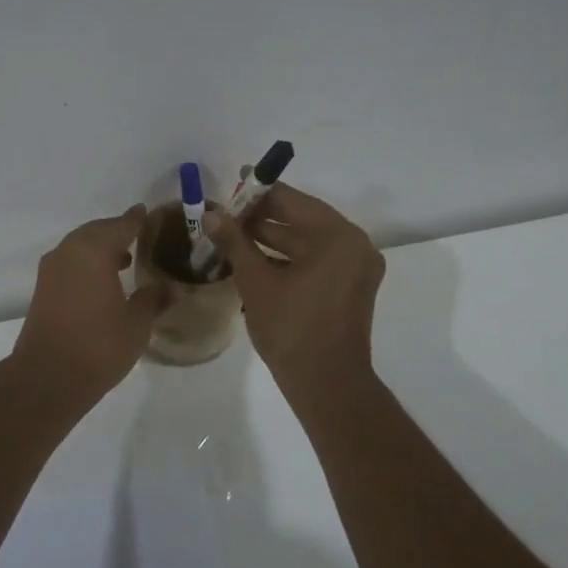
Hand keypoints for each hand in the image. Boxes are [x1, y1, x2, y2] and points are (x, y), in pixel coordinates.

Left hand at [11, 204, 166, 401]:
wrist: (48, 377)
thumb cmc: (99, 345)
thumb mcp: (136, 323)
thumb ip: (154, 299)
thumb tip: (174, 287)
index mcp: (93, 250)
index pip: (120, 225)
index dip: (136, 220)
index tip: (147, 212)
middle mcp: (68, 252)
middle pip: (96, 231)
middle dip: (117, 232)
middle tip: (139, 236)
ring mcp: (51, 270)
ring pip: (80, 246)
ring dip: (100, 248)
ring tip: (125, 260)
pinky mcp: (43, 289)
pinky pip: (69, 262)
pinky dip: (87, 263)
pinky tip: (103, 280)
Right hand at [207, 184, 385, 405]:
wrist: (326, 385)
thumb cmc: (291, 330)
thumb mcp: (256, 282)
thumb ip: (235, 242)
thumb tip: (212, 214)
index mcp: (338, 237)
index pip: (293, 201)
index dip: (260, 192)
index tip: (234, 182)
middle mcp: (354, 245)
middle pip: (302, 219)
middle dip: (263, 216)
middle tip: (227, 212)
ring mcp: (355, 268)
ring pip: (307, 241)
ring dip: (272, 238)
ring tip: (233, 233)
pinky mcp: (350, 287)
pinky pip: (316, 260)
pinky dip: (288, 257)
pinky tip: (254, 257)